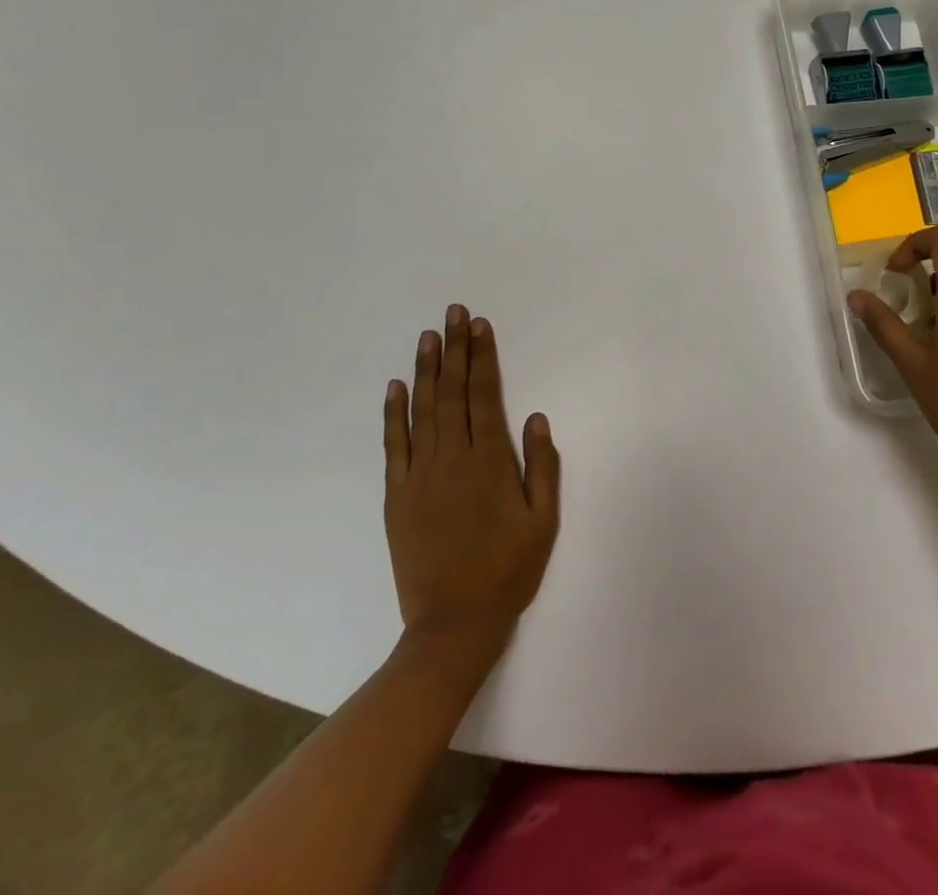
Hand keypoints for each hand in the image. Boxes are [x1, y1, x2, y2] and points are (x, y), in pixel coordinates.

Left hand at [384, 305, 560, 650]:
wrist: (452, 625)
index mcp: (489, 462)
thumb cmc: (508, 571)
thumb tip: (537, 417)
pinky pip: (394, 445)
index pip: (484, 396)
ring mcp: (420, 476)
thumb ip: (542, 467)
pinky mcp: (397, 496)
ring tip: (428, 336)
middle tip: (454, 313)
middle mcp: (452, 459)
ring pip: (422, 411)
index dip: (482, 358)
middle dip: (454, 350)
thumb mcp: (543, 522)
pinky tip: (396, 387)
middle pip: (452, 393)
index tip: (479, 326)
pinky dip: (394, 414)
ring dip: (426, 370)